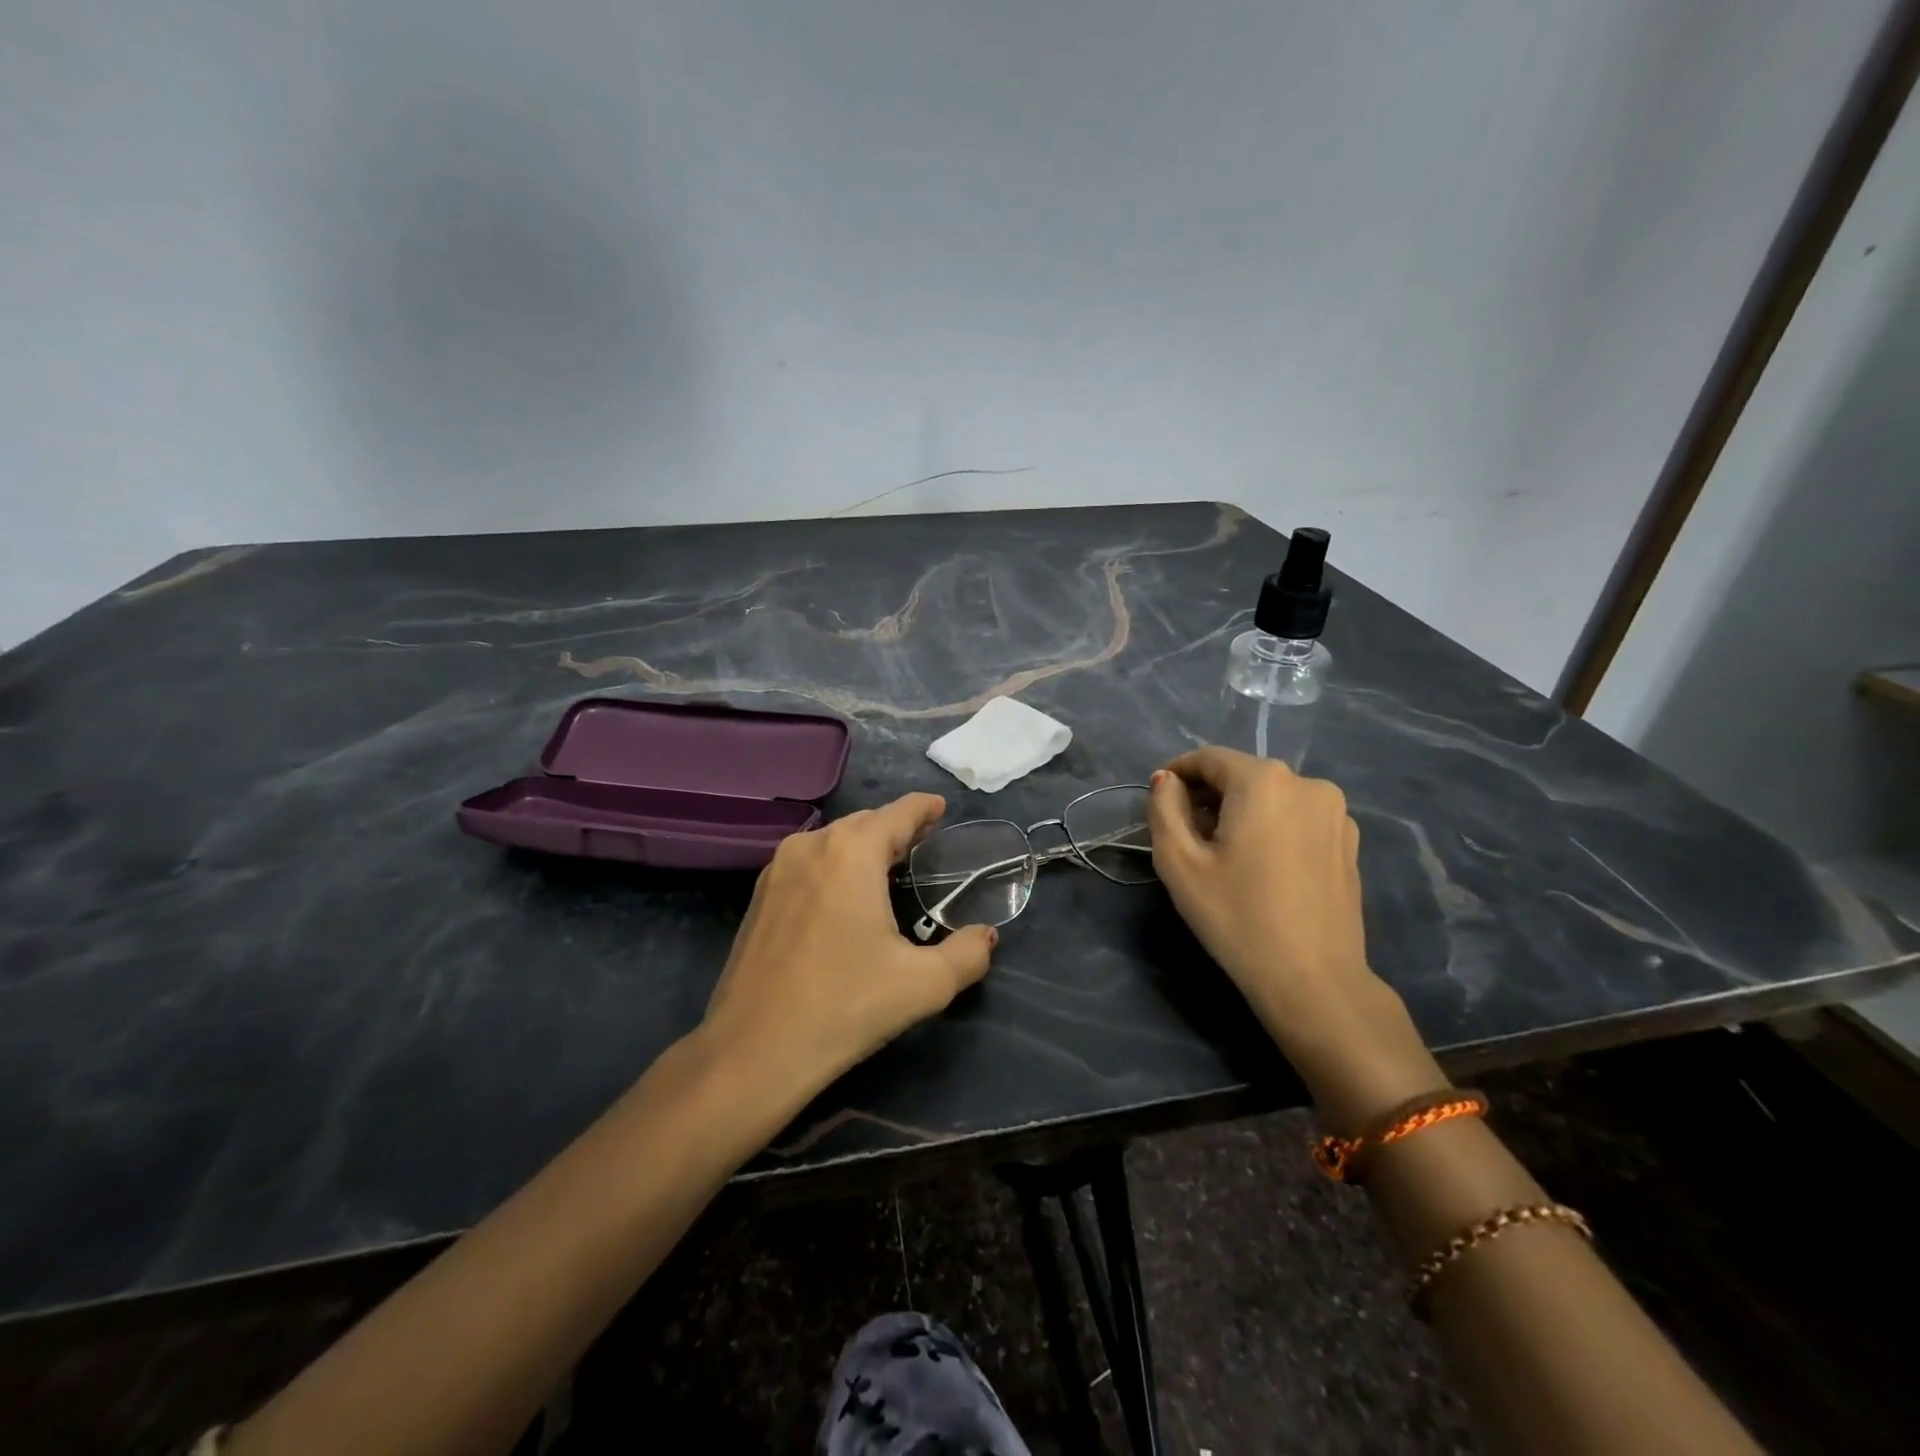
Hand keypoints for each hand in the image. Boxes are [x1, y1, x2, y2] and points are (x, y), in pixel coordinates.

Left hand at [696, 794, 996, 1106]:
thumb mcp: (923, 985)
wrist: (754, 1051)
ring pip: (833, 841)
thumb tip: (986, 937)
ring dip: (863, 846)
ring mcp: (778, 869)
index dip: (924, 808)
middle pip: (864, 822)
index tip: (941, 808)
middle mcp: (812, 846)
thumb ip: (967, 954)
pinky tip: (846, 893)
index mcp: (852, 852)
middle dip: (896, 828)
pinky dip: (835, 864)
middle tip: (924, 843)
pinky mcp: (759, 896)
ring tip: (889, 865)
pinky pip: (810, 863)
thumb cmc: (844, 1006)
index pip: (897, 813)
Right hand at [1148, 747, 1445, 1126]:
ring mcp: (1336, 812)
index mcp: (1264, 781)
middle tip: (1185, 834)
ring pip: (1272, 796)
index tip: (1158, 799)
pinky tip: (1261, 866)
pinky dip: (1272, 827)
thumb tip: (1165, 780)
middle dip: (1209, 795)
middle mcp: (1307, 783)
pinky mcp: (1349, 842)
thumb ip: (1164, 807)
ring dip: (1241, 812)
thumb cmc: (1236, 917)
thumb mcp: (1179, 861)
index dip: (1177, 773)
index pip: (1209, 758)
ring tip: (1224, 854)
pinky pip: (1297, 818)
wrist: (1312, 979)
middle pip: (1242, 775)